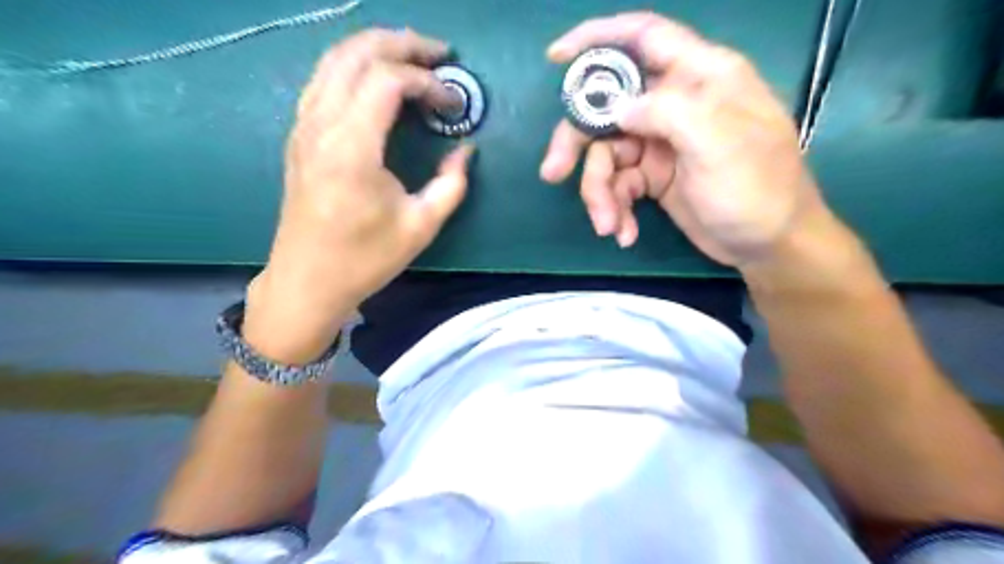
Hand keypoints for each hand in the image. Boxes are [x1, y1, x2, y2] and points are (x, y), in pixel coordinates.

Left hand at [246, 29, 475, 361]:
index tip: (453, 104)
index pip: (388, 81)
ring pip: (334, 59)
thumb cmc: (365, 259)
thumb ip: (451, 184)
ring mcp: (304, 126)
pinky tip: (376, 80)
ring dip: (376, 48)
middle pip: (357, 53)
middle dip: (403, 44)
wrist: (307, 281)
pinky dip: (354, 66)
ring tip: (413, 57)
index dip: (428, 82)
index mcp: (351, 147)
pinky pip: (323, 80)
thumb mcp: (421, 226)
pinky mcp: (299, 136)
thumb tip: (466, 151)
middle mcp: (321, 124)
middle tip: (440, 54)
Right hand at [541, 11, 832, 265]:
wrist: (767, 245)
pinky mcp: (653, 177)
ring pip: (606, 156)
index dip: (598, 38)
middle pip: (607, 109)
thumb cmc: (756, 188)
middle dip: (578, 143)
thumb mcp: (718, 143)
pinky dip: (616, 209)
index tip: (556, 57)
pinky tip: (623, 233)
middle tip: (553, 173)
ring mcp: (660, 143)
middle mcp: (674, 105)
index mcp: (698, 77)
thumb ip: (667, 112)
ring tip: (608, 225)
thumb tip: (616, 109)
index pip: (644, 38)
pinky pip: (619, 186)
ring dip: (599, 192)